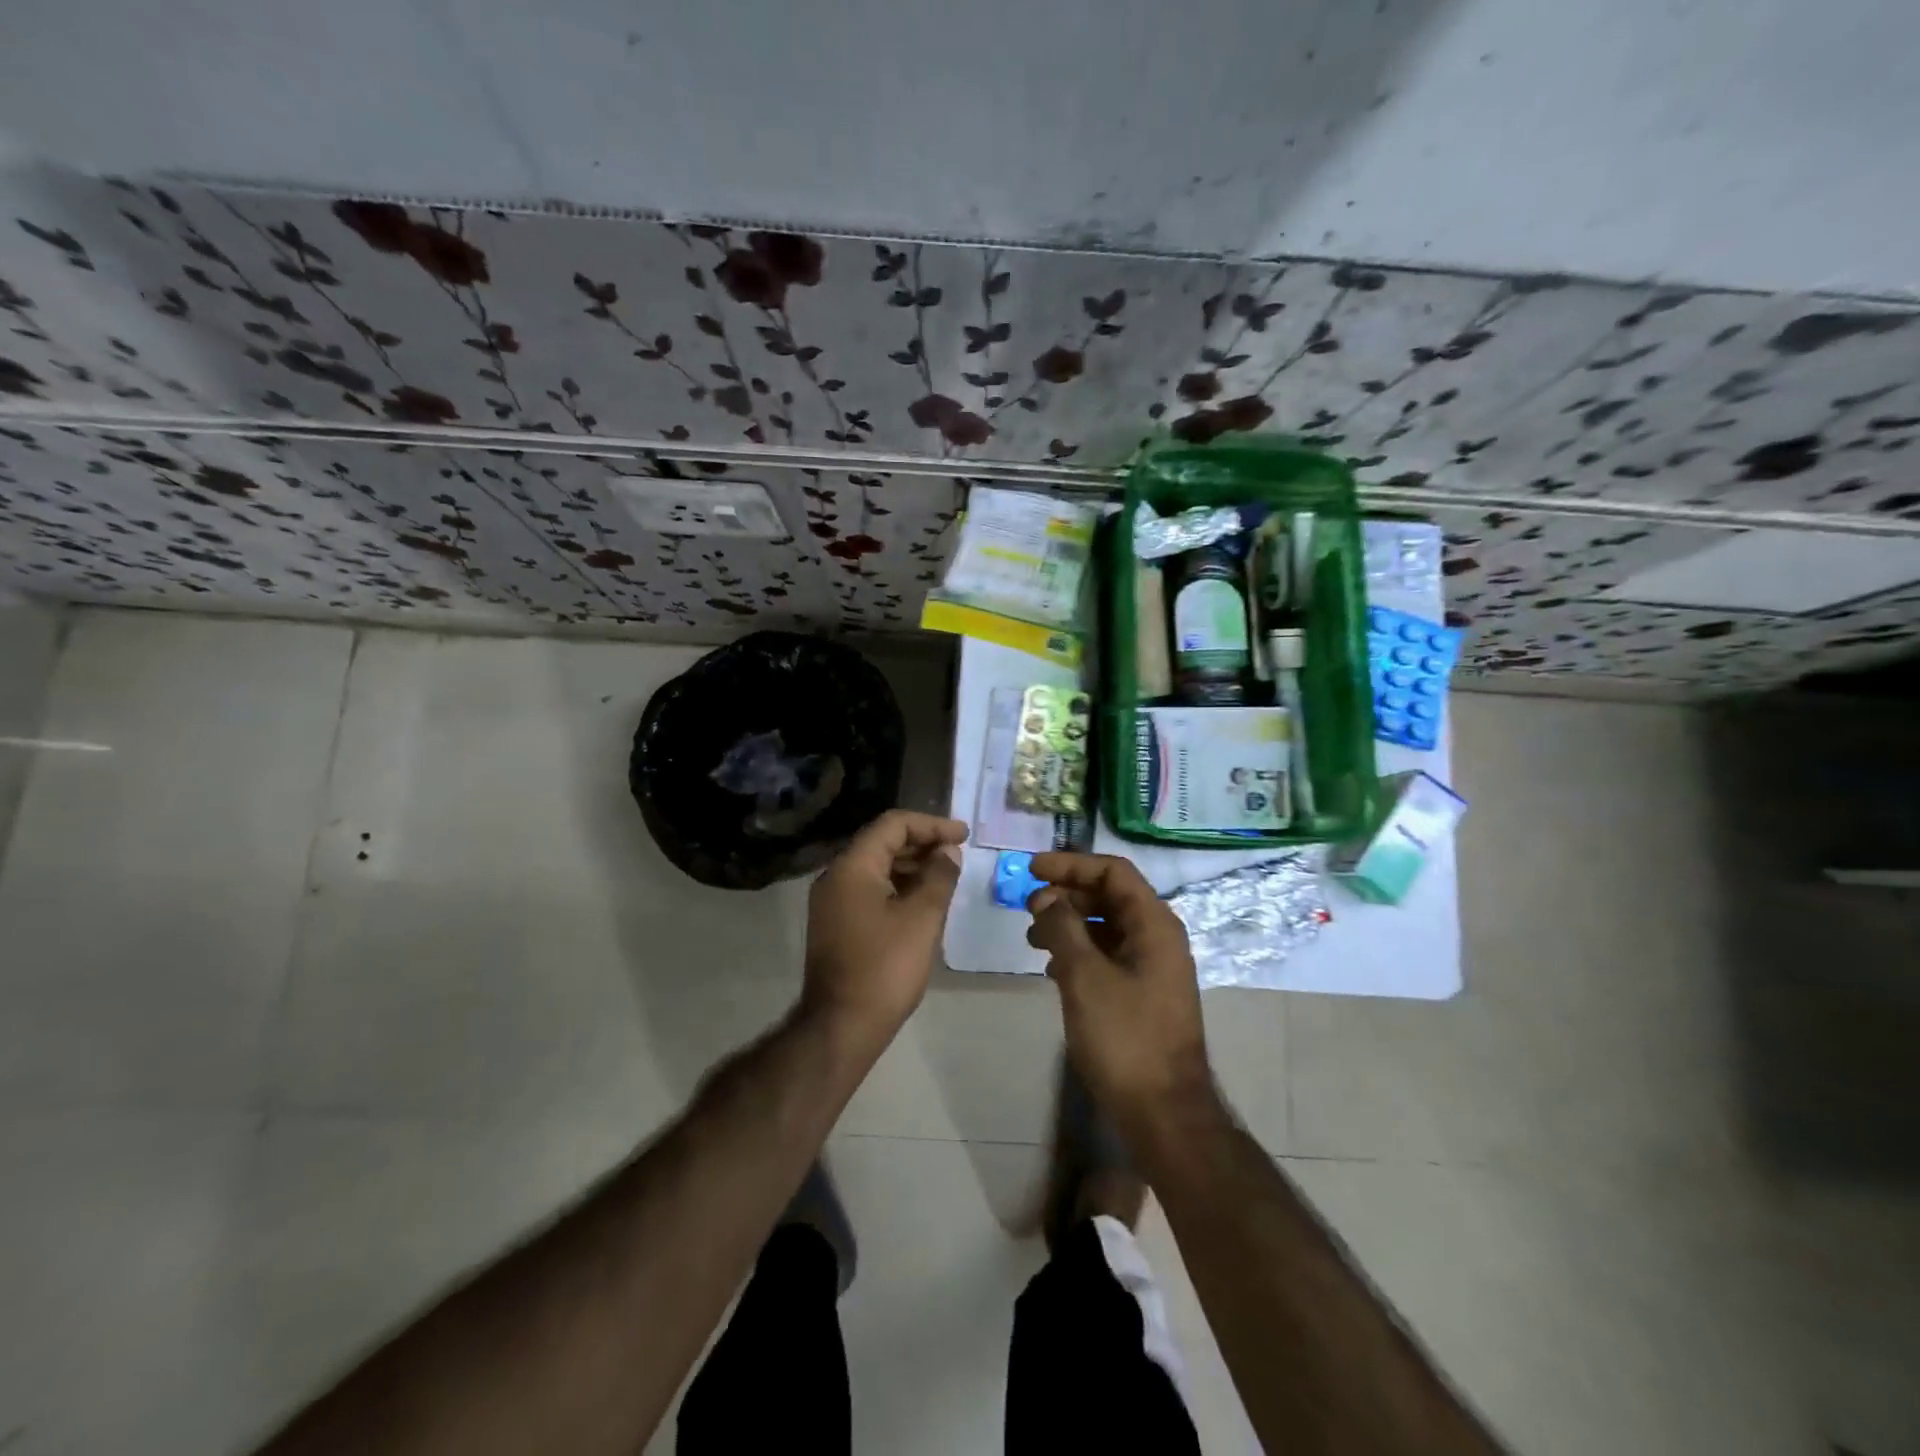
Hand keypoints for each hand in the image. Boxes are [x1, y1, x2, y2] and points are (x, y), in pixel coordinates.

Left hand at [803, 810, 967, 1044]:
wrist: (842, 1026)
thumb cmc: (885, 967)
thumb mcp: (922, 918)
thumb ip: (939, 877)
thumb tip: (948, 852)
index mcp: (852, 867)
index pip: (893, 824)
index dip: (932, 825)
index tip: (964, 835)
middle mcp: (836, 876)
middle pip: (882, 842)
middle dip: (922, 844)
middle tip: (958, 855)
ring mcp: (833, 902)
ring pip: (876, 867)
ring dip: (912, 866)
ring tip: (947, 877)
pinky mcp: (837, 924)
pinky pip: (870, 890)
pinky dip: (898, 887)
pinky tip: (923, 901)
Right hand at [1026, 853, 1213, 1130]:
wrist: (1163, 1112)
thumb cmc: (1125, 1038)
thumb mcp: (1085, 976)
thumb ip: (1062, 928)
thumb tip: (1045, 897)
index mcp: (1154, 925)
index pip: (1113, 872)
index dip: (1071, 864)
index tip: (1031, 870)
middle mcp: (1158, 938)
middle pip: (1110, 896)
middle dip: (1066, 895)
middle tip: (1027, 906)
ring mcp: (1153, 967)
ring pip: (1107, 927)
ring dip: (1069, 924)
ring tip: (1032, 939)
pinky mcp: (1143, 993)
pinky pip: (1109, 955)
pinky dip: (1079, 952)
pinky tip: (1052, 970)